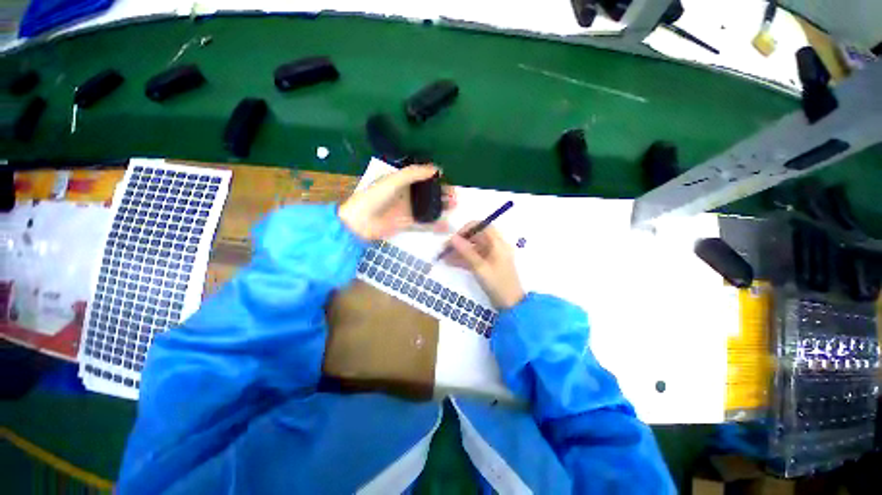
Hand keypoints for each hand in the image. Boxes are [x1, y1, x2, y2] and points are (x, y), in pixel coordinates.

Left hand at [339, 165, 455, 240]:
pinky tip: (447, 226)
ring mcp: (407, 210)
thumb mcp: (394, 180)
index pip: (423, 179)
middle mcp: (407, 195)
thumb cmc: (375, 196)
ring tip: (455, 207)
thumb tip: (436, 168)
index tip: (449, 181)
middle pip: (428, 194)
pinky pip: (424, 224)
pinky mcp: (407, 223)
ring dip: (441, 208)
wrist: (360, 221)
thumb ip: (414, 173)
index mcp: (402, 182)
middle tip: (456, 197)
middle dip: (442, 194)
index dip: (436, 180)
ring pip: (428, 208)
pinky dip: (435, 225)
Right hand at [445, 223, 524, 308]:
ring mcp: (491, 257)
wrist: (510, 305)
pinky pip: (474, 258)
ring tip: (444, 257)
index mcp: (498, 244)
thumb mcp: (480, 268)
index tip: (455, 236)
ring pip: (473, 248)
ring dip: (459, 251)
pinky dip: (463, 259)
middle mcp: (496, 247)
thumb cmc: (497, 284)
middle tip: (446, 248)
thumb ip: (466, 252)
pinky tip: (450, 263)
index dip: (469, 228)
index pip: (483, 226)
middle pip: (477, 237)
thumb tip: (452, 238)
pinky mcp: (488, 265)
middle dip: (461, 241)